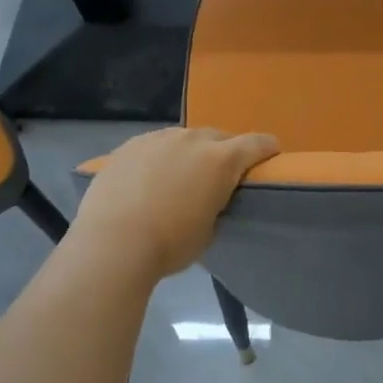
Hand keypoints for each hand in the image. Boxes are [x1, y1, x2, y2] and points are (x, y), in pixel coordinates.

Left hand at [70, 127, 278, 280]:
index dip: (267, 150)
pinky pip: (154, 145)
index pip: (257, 143)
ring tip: (179, 177)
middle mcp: (193, 139)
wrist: (112, 244)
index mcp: (222, 160)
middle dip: (224, 152)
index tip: (270, 158)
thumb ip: (216, 203)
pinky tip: (148, 179)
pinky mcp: (129, 146)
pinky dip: (159, 157)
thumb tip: (207, 198)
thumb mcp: (210, 229)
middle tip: (218, 177)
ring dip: (189, 152)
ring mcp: (158, 138)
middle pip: (219, 137)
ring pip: (184, 138)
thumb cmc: (171, 244)